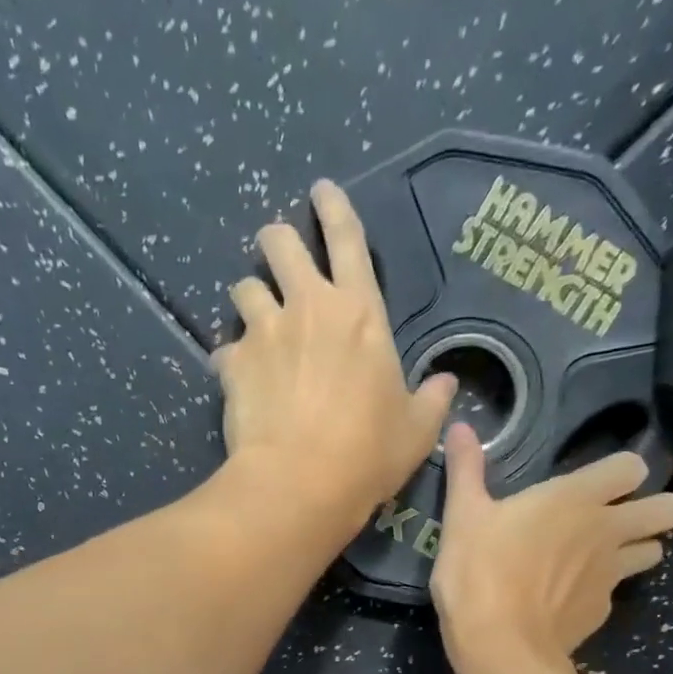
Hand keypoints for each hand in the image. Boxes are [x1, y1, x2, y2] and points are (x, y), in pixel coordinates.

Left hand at [215, 181, 455, 521]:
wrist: (302, 482)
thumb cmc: (369, 453)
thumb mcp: (417, 430)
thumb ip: (432, 400)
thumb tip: (446, 384)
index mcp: (360, 312)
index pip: (348, 239)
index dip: (335, 209)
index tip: (321, 191)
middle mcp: (308, 307)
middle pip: (280, 243)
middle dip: (276, 240)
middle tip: (277, 252)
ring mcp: (265, 332)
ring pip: (243, 288)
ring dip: (249, 297)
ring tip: (255, 319)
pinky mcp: (233, 364)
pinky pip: (225, 348)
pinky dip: (232, 358)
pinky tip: (238, 377)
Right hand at [431, 423, 672, 663]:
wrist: (499, 644)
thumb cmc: (479, 570)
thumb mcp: (463, 515)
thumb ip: (466, 469)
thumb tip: (459, 426)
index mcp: (575, 498)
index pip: (633, 467)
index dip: (622, 472)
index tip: (599, 483)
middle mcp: (605, 531)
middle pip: (667, 510)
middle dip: (653, 510)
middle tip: (618, 519)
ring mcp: (610, 575)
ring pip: (653, 552)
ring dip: (636, 550)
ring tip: (600, 558)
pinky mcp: (602, 611)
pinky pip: (615, 592)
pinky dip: (599, 591)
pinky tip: (567, 599)